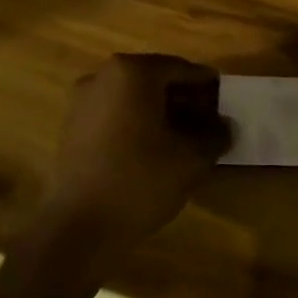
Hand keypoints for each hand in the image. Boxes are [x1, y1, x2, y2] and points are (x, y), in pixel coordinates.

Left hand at [43, 54, 231, 251]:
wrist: (78, 228)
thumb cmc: (139, 181)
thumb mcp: (191, 159)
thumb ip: (215, 135)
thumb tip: (225, 126)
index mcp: (133, 72)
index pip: (181, 68)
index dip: (206, 86)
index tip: (225, 102)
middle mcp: (103, 76)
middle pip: (155, 80)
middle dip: (184, 98)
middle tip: (209, 121)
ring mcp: (82, 101)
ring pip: (134, 98)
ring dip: (161, 112)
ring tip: (184, 138)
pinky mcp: (72, 127)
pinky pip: (114, 114)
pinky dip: (137, 124)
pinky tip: (154, 150)